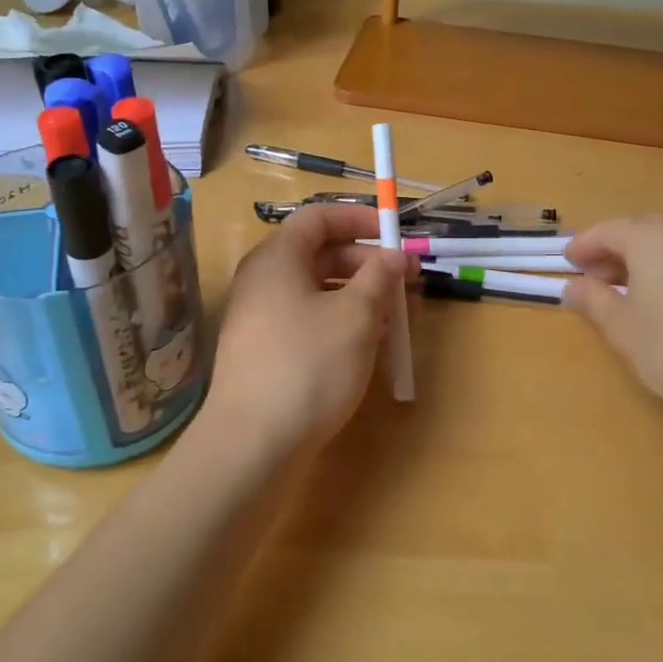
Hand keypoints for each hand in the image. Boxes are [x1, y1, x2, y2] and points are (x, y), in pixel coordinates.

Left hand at [204, 204, 412, 458]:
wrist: (253, 443)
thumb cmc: (308, 365)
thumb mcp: (355, 316)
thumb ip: (378, 278)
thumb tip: (393, 257)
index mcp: (278, 259)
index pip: (319, 218)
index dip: (361, 219)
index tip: (397, 234)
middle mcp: (264, 281)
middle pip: (321, 255)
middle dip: (369, 264)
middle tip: (409, 281)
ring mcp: (262, 318)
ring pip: (320, 292)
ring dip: (363, 297)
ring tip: (402, 316)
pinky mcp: (268, 352)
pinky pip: (311, 321)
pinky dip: (344, 323)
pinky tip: (374, 343)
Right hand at [562, 216, 662, 433]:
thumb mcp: (622, 329)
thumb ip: (593, 301)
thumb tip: (574, 287)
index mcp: (655, 239)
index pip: (609, 231)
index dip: (584, 246)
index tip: (568, 262)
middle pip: (646, 231)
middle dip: (618, 250)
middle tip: (598, 277)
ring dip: (652, 259)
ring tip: (638, 289)